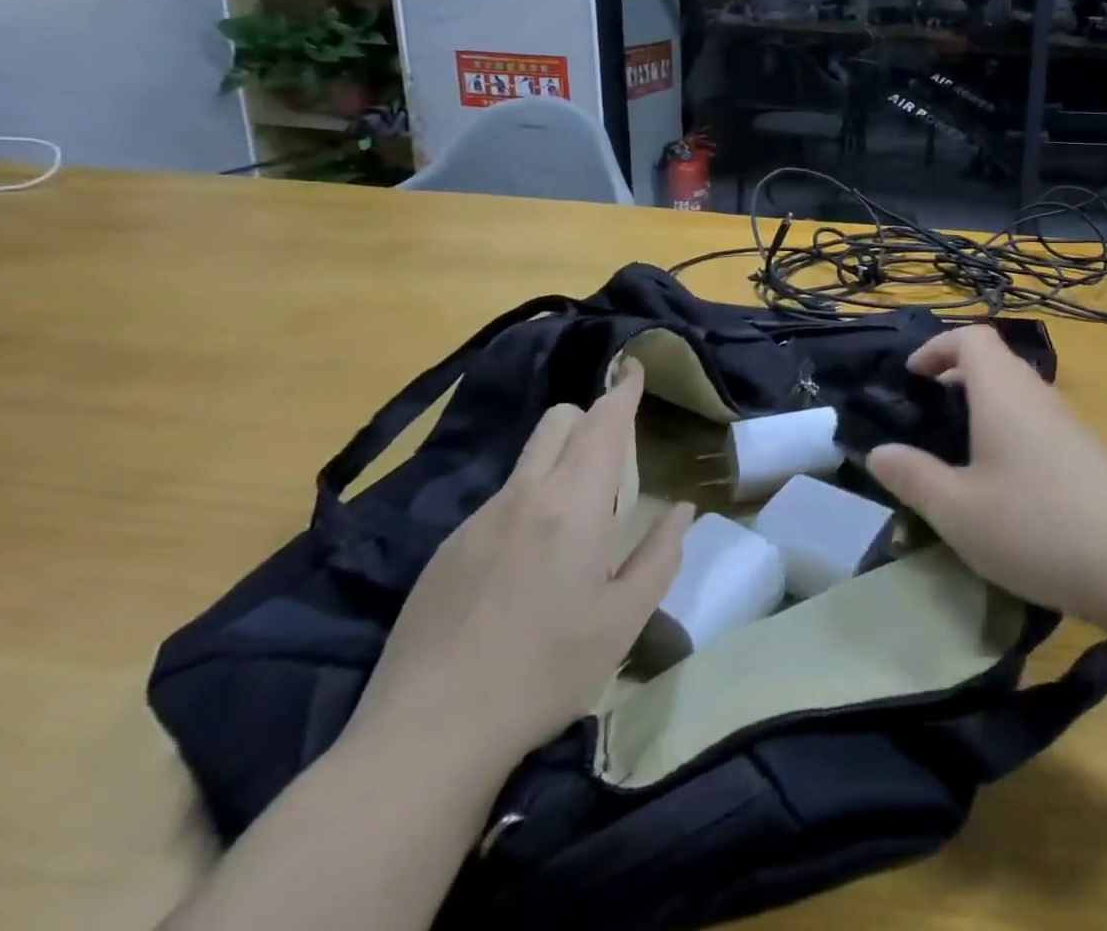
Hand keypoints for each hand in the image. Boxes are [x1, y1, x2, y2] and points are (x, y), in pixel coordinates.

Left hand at [346, 362, 692, 769]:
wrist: (425, 737)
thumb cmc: (545, 672)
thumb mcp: (624, 619)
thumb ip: (661, 553)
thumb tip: (681, 509)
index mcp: (573, 504)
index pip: (603, 422)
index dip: (622, 390)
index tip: (634, 368)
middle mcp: (523, 496)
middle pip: (558, 421)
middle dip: (589, 419)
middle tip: (614, 456)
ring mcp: (476, 520)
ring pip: (527, 461)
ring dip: (557, 463)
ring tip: (573, 523)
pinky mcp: (445, 550)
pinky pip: (499, 502)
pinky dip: (526, 504)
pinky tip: (523, 570)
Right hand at [866, 326, 1106, 626]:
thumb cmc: (1035, 526)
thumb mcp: (957, 510)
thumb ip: (913, 477)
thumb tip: (878, 452)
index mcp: (1002, 392)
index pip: (971, 337)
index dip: (937, 347)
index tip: (912, 376)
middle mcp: (1036, 393)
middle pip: (994, 360)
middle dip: (955, 375)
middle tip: (926, 412)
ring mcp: (1066, 421)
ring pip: (1015, 391)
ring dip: (982, 404)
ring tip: (956, 448)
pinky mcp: (1084, 450)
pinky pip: (1034, 419)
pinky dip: (1006, 428)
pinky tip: (1000, 480)